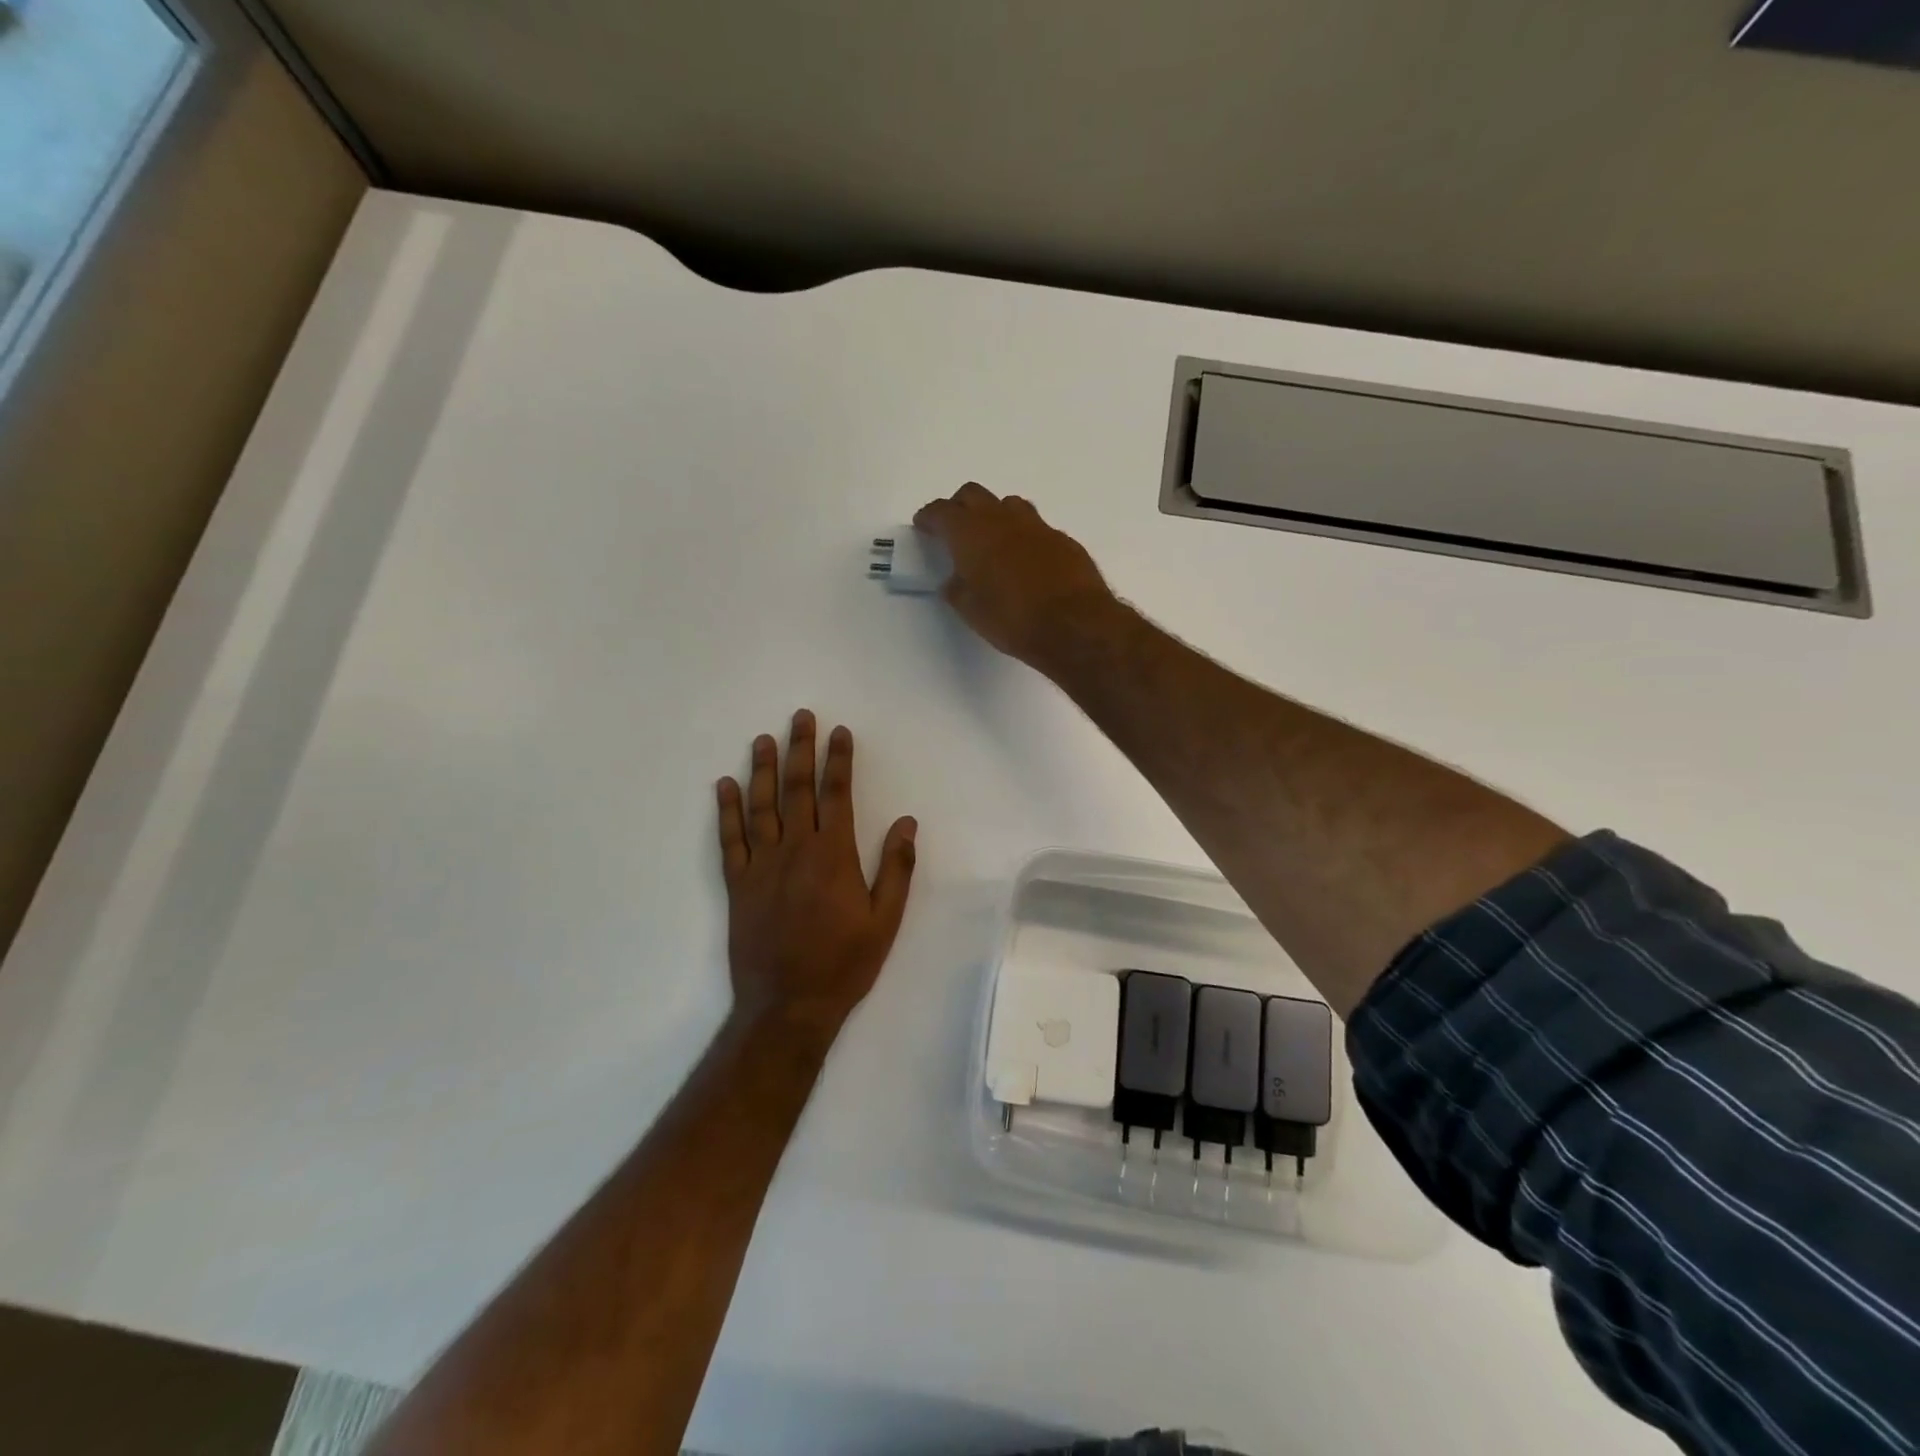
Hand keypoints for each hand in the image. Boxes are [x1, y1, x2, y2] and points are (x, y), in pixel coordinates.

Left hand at [717, 711, 917, 1042]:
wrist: (788, 1006)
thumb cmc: (844, 963)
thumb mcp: (885, 920)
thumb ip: (897, 868)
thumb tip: (907, 821)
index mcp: (834, 856)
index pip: (837, 794)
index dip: (839, 760)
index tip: (839, 732)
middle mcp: (795, 850)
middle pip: (798, 789)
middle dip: (801, 750)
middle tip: (800, 717)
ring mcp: (761, 865)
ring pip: (761, 806)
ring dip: (763, 770)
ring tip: (764, 739)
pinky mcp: (737, 884)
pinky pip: (730, 839)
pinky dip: (726, 810)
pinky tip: (725, 786)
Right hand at [915, 483, 1115, 670]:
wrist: (1074, 625)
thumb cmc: (1012, 620)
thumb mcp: (971, 611)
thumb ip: (957, 589)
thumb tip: (955, 580)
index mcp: (971, 533)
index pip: (942, 512)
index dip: (929, 517)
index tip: (924, 525)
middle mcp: (1002, 519)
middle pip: (974, 495)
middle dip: (960, 507)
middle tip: (955, 529)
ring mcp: (1037, 526)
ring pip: (1009, 505)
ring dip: (995, 515)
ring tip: (993, 541)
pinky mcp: (1063, 540)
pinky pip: (1036, 528)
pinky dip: (1024, 537)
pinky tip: (1027, 561)